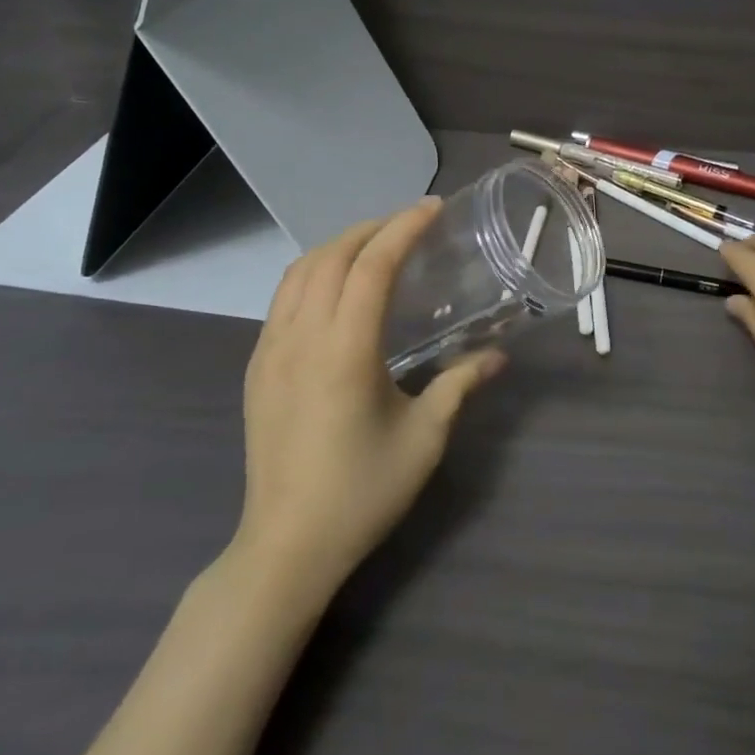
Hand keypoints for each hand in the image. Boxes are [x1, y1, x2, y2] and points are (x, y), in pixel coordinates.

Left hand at [233, 198, 505, 597]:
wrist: (286, 546)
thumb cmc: (362, 491)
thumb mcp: (424, 438)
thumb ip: (459, 385)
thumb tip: (497, 356)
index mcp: (344, 350)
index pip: (372, 265)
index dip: (404, 228)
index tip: (434, 208)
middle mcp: (301, 337)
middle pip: (332, 255)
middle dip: (372, 227)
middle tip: (411, 224)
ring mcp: (270, 350)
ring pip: (300, 271)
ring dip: (339, 246)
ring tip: (375, 246)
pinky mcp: (256, 367)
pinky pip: (283, 298)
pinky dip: (314, 272)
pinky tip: (338, 289)